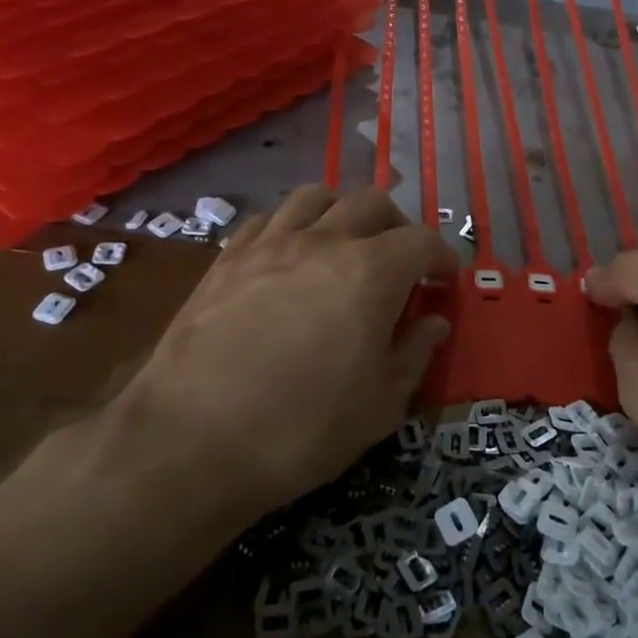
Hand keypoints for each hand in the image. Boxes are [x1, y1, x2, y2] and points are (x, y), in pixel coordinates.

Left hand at [113, 185, 456, 523]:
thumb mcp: (380, 406)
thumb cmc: (302, 429)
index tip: (445, 279)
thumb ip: (414, 354)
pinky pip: (267, 220)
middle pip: (371, 202)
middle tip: (400, 261)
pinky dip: (290, 227)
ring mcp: (269, 244)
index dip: (442, 256)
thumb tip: (433, 322)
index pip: (422, 241)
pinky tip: (288, 257)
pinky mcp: (227, 258)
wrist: (191, 441)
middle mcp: (323, 241)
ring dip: (341, 212)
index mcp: (371, 272)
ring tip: (344, 245)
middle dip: (397, 225)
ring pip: (315, 196)